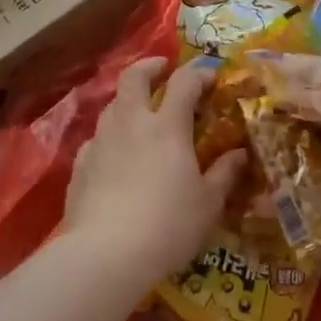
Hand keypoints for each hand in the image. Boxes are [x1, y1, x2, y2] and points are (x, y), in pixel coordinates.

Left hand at [62, 57, 245, 285]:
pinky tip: (115, 156)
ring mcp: (101, 142)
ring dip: (128, 101)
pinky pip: (96, 139)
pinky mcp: (80, 165)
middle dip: (150, 66)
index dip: (198, 73)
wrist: (105, 254)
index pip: (184, 82)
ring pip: (112, 105)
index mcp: (167, 126)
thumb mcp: (208, 204)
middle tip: (163, 69)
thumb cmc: (167, 225)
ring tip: (141, 114)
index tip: (210, 77)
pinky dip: (110, 137)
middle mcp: (131, 123)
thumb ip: (224, 174)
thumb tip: (240, 154)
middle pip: (134, 77)